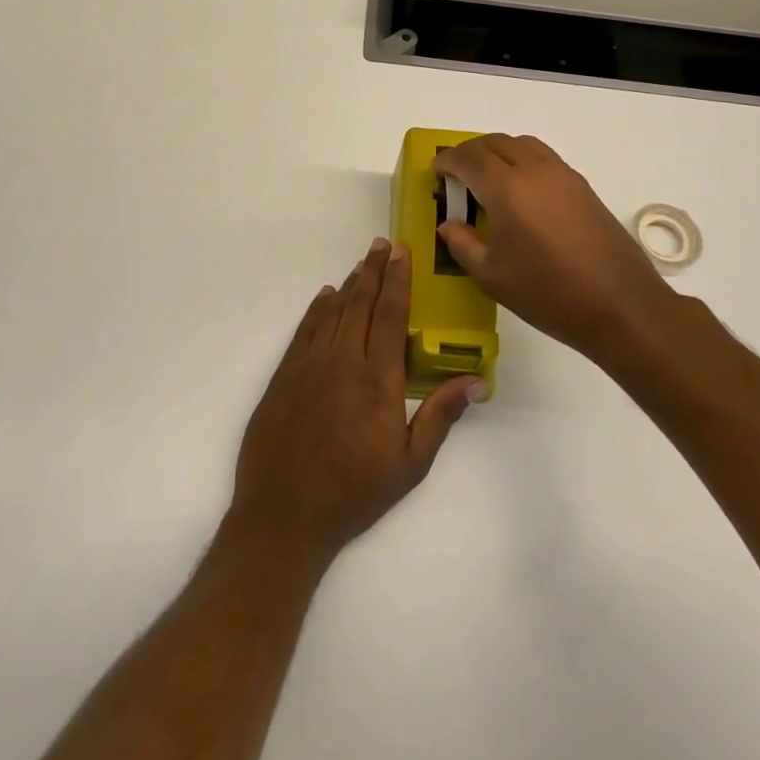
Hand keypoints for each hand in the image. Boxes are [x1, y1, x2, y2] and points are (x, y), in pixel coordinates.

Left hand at [229, 239, 480, 564]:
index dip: (398, 280)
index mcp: (377, 379)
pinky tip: (325, 297)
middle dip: (373, 270)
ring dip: (349, 284)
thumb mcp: (410, 464)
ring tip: (361, 264)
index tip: (402, 253)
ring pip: (332, 311)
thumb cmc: (354, 493)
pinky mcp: (283, 376)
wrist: (283, 515)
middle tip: (382, 244)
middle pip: (360, 303)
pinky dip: (317, 309)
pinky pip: (304, 330)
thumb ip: (440, 416)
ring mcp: (308, 365)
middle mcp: (342, 360)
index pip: (390, 315)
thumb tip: (476, 381)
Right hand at [433, 134, 677, 365]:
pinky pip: (544, 158)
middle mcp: (536, 171)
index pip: (469, 159)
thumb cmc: (547, 293)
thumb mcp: (492, 275)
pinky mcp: (583, 187)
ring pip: (523, 144)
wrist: (620, 305)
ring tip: (487, 177)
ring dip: (498, 151)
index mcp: (508, 189)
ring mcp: (564, 176)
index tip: (436, 171)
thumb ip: (463, 244)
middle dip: (470, 152)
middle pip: (495, 143)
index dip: (448, 161)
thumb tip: (449, 225)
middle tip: (456, 173)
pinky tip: (520, 191)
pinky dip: (522, 160)